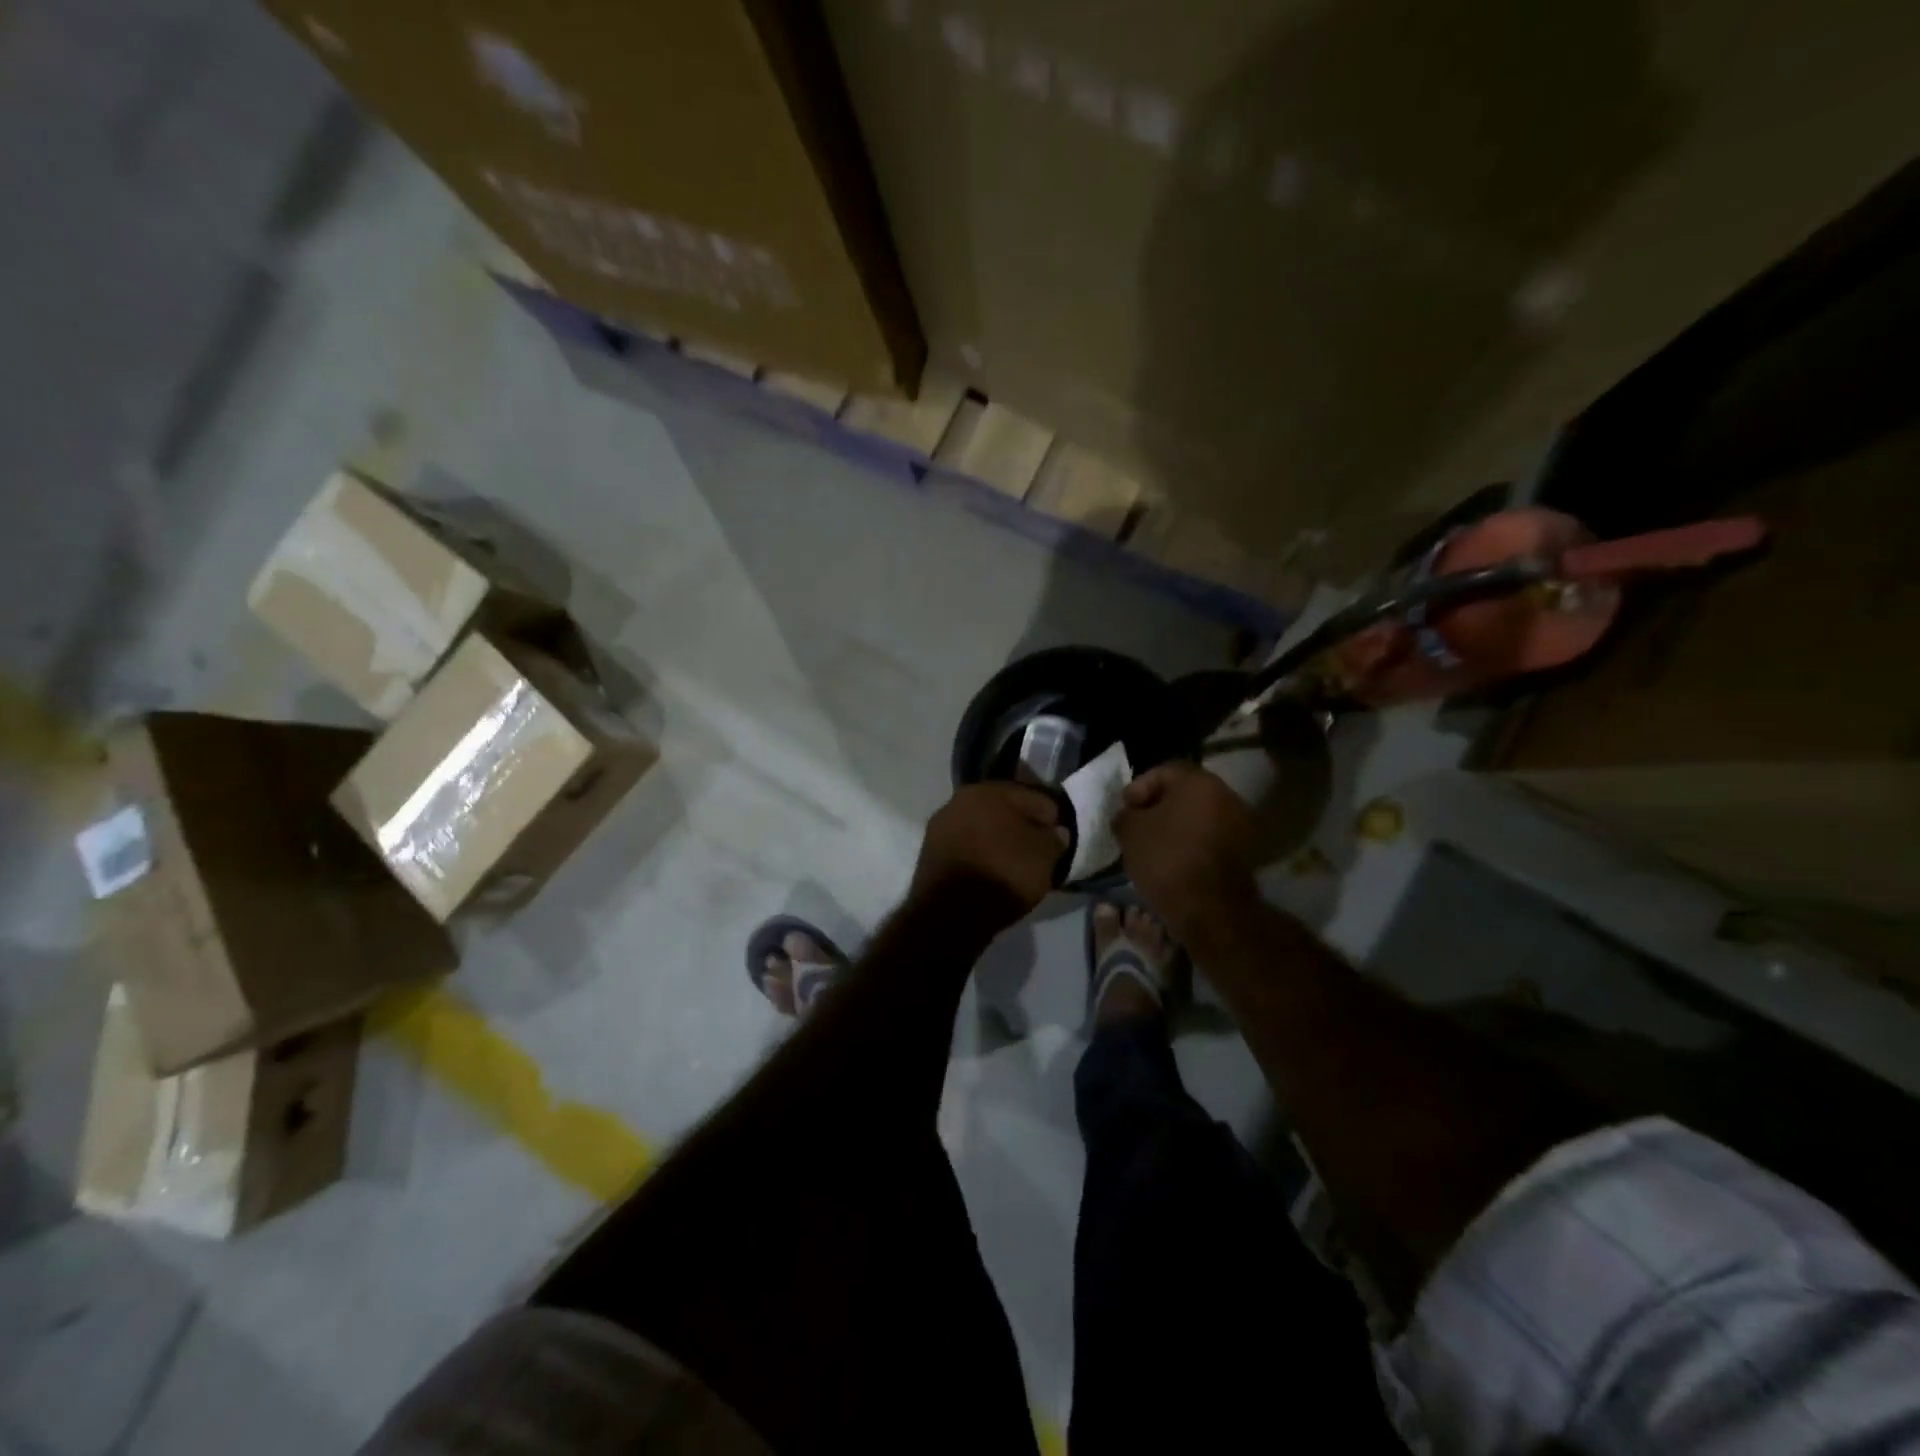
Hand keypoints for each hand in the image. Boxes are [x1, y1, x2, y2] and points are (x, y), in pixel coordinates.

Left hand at [910, 782, 1068, 921]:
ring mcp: (941, 825)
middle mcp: (960, 798)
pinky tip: (992, 872)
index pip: (1034, 797)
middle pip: (1004, 809)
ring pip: (982, 827)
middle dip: (1022, 826)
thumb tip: (1054, 832)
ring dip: (999, 840)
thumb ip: (1054, 838)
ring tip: (1016, 864)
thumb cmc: (1003, 873)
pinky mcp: (930, 852)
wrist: (950, 913)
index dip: (1052, 818)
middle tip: (1039, 851)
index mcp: (990, 789)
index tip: (1059, 840)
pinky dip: (981, 855)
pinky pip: (967, 847)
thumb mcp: (1044, 856)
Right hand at [1113, 762, 1258, 939]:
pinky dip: (1193, 842)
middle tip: (1138, 825)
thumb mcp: (1129, 831)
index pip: (1164, 771)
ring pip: (1200, 815)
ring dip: (1177, 825)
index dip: (1139, 787)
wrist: (1210, 909)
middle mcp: (1226, 795)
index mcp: (1199, 781)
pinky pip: (1212, 837)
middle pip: (1185, 792)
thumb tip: (1129, 815)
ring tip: (1155, 845)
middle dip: (1159, 806)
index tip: (1126, 809)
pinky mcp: (1246, 851)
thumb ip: (1126, 814)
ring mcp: (1241, 824)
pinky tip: (1175, 860)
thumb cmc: (1166, 858)